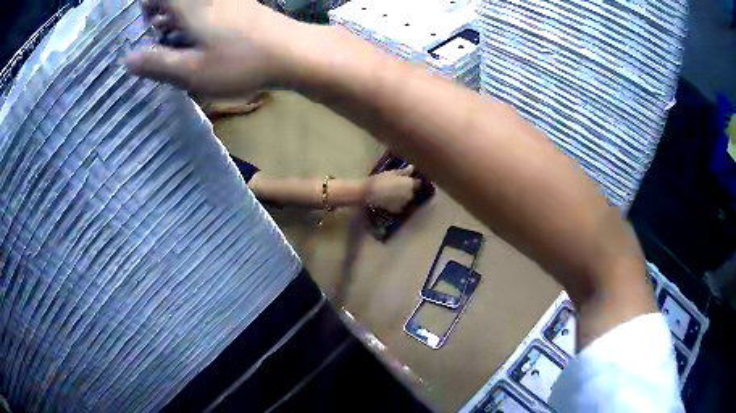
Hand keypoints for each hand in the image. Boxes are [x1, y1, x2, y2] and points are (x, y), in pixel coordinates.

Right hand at [125, 0, 297, 95]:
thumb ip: (157, 63)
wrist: (292, 52)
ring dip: (179, 17)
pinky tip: (201, 38)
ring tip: (177, 42)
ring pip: (193, 3)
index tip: (146, 27)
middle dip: (161, 14)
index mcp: (191, 6)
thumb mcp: (191, 71)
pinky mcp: (242, 5)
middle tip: (159, 38)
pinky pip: (210, 6)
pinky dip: (198, 18)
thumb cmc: (238, 63)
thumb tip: (127, 58)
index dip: (147, 6)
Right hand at [364, 166, 420, 213]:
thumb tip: (412, 168)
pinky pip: (400, 206)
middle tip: (398, 186)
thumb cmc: (380, 180)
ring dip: (403, 197)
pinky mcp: (397, 210)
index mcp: (410, 184)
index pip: (418, 183)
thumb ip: (404, 172)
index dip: (413, 181)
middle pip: (412, 192)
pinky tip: (390, 200)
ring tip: (393, 193)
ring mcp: (404, 204)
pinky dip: (397, 204)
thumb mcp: (392, 173)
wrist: (369, 193)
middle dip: (408, 189)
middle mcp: (410, 194)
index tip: (408, 179)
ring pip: (407, 199)